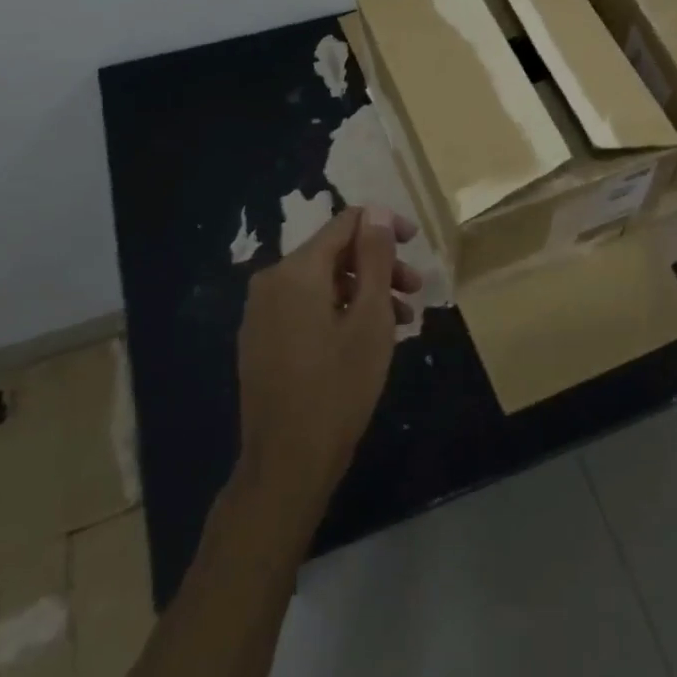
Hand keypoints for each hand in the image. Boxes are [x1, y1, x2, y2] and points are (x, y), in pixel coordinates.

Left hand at [235, 205, 422, 526]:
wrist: (286, 464)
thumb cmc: (338, 388)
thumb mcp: (370, 319)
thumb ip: (375, 258)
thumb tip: (375, 211)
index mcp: (296, 270)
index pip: (345, 223)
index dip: (384, 226)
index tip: (416, 244)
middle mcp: (271, 281)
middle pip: (334, 254)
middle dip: (379, 267)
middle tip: (415, 292)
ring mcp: (261, 312)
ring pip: (322, 283)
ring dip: (363, 293)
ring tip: (400, 322)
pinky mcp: (260, 340)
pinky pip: (305, 307)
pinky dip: (339, 311)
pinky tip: (365, 339)